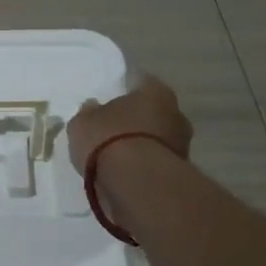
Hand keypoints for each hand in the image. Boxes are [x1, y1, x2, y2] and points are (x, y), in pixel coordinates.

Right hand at [68, 77, 193, 174]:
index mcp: (155, 90)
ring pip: (157, 137)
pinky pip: (156, 161)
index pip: (138, 81)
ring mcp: (182, 144)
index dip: (122, 89)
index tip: (108, 98)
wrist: (136, 184)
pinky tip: (125, 172)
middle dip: (136, 118)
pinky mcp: (179, 172)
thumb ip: (89, 113)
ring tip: (116, 156)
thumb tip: (93, 108)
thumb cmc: (108, 140)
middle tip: (112, 128)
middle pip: (152, 111)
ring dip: (141, 144)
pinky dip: (143, 165)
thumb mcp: (83, 122)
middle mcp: (176, 112)